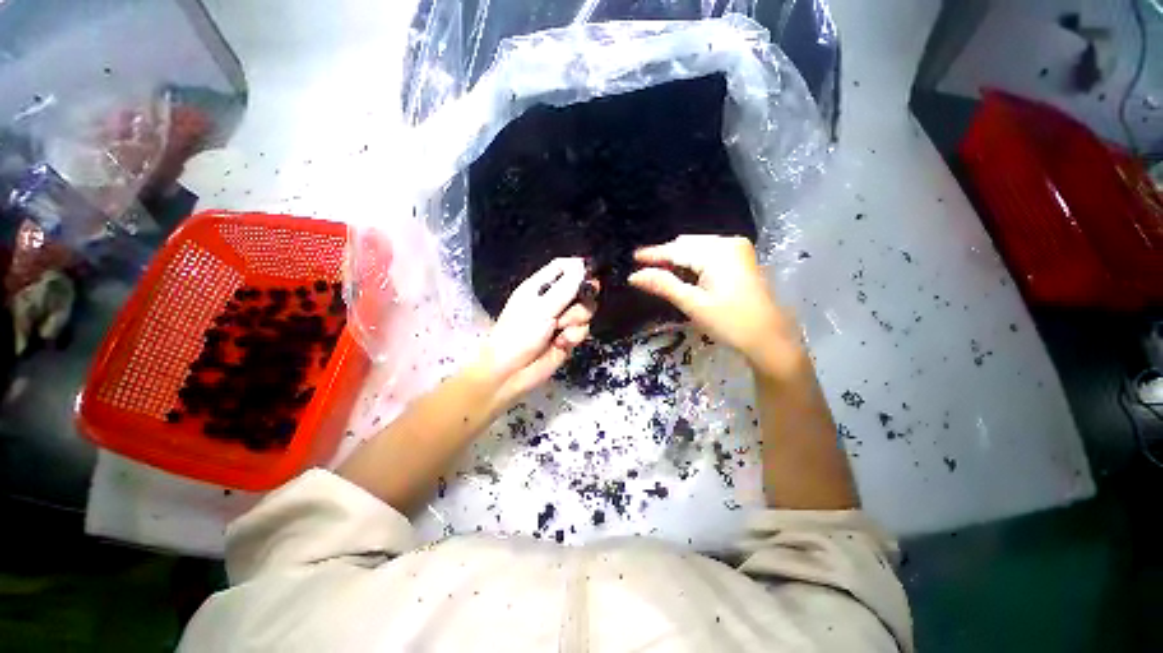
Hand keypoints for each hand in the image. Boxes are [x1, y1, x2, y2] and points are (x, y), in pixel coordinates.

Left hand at [475, 257, 595, 404]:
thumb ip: (565, 288)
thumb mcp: (542, 308)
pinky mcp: (567, 338)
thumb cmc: (519, 334)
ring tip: (559, 330)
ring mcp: (561, 320)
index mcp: (540, 287)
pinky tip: (561, 343)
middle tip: (577, 304)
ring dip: (575, 320)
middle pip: (580, 289)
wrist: (511, 372)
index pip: (562, 267)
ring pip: (584, 311)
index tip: (592, 273)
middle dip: (583, 298)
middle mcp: (553, 301)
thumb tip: (582, 265)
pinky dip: (574, 336)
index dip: (578, 267)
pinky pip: (582, 330)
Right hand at [627, 235, 803, 376]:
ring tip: (659, 272)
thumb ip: (663, 285)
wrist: (769, 339)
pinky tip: (683, 273)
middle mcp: (729, 243)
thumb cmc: (730, 323)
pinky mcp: (742, 260)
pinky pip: (709, 255)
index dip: (653, 254)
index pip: (677, 249)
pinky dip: (693, 263)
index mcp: (717, 252)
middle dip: (666, 256)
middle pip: (688, 245)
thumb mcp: (693, 304)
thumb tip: (634, 276)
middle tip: (644, 269)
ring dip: (679, 260)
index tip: (633, 257)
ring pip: (698, 249)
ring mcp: (738, 251)